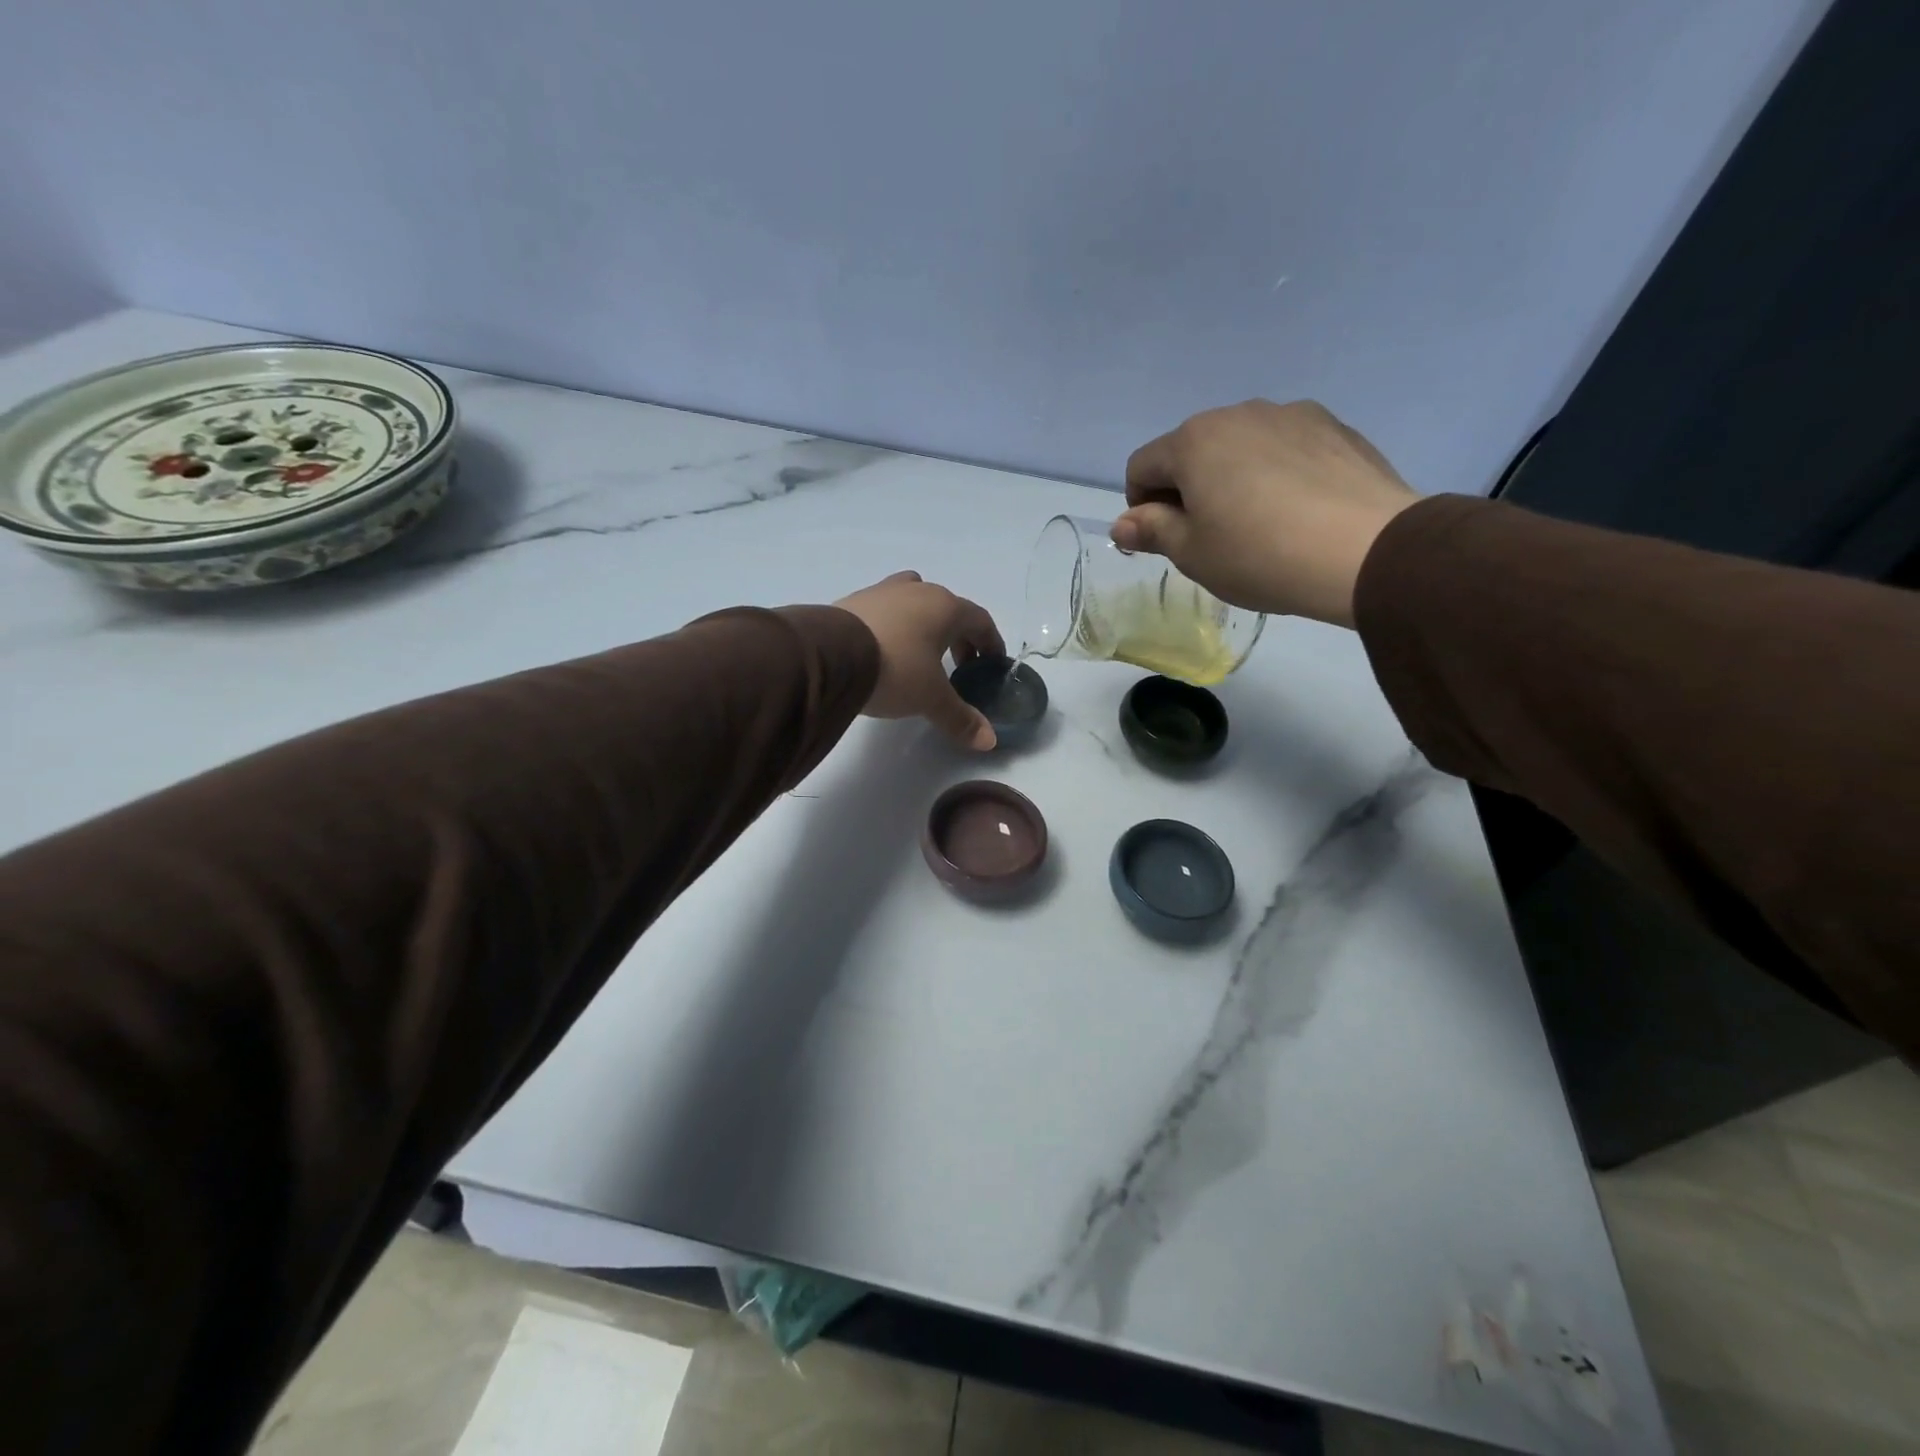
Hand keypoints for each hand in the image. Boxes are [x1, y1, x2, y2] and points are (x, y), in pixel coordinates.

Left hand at [835, 572, 1004, 749]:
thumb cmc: (895, 669)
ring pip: (915, 601)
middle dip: (959, 636)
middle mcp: (917, 591)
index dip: (991, 642)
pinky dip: (895, 626)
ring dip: (925, 625)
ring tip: (921, 654)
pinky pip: (886, 609)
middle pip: (949, 609)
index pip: (980, 620)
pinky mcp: (854, 600)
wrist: (828, 655)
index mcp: (945, 607)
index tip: (992, 663)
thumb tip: (989, 741)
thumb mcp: (931, 698)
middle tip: (960, 666)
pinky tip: (885, 650)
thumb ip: (961, 718)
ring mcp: (883, 591)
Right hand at [1114, 400, 1419, 626]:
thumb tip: (1122, 523)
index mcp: (1193, 441)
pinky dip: (1276, 473)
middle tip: (1209, 537)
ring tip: (1258, 524)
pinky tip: (1297, 511)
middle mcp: (1238, 414)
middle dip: (1187, 489)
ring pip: (1240, 446)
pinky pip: (1285, 448)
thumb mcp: (1192, 553)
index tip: (1162, 540)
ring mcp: (1292, 415)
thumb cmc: (1259, 555)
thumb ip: (1152, 531)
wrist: (1366, 551)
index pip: (1142, 466)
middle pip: (1192, 450)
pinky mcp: (1334, 427)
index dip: (1140, 506)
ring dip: (1232, 478)